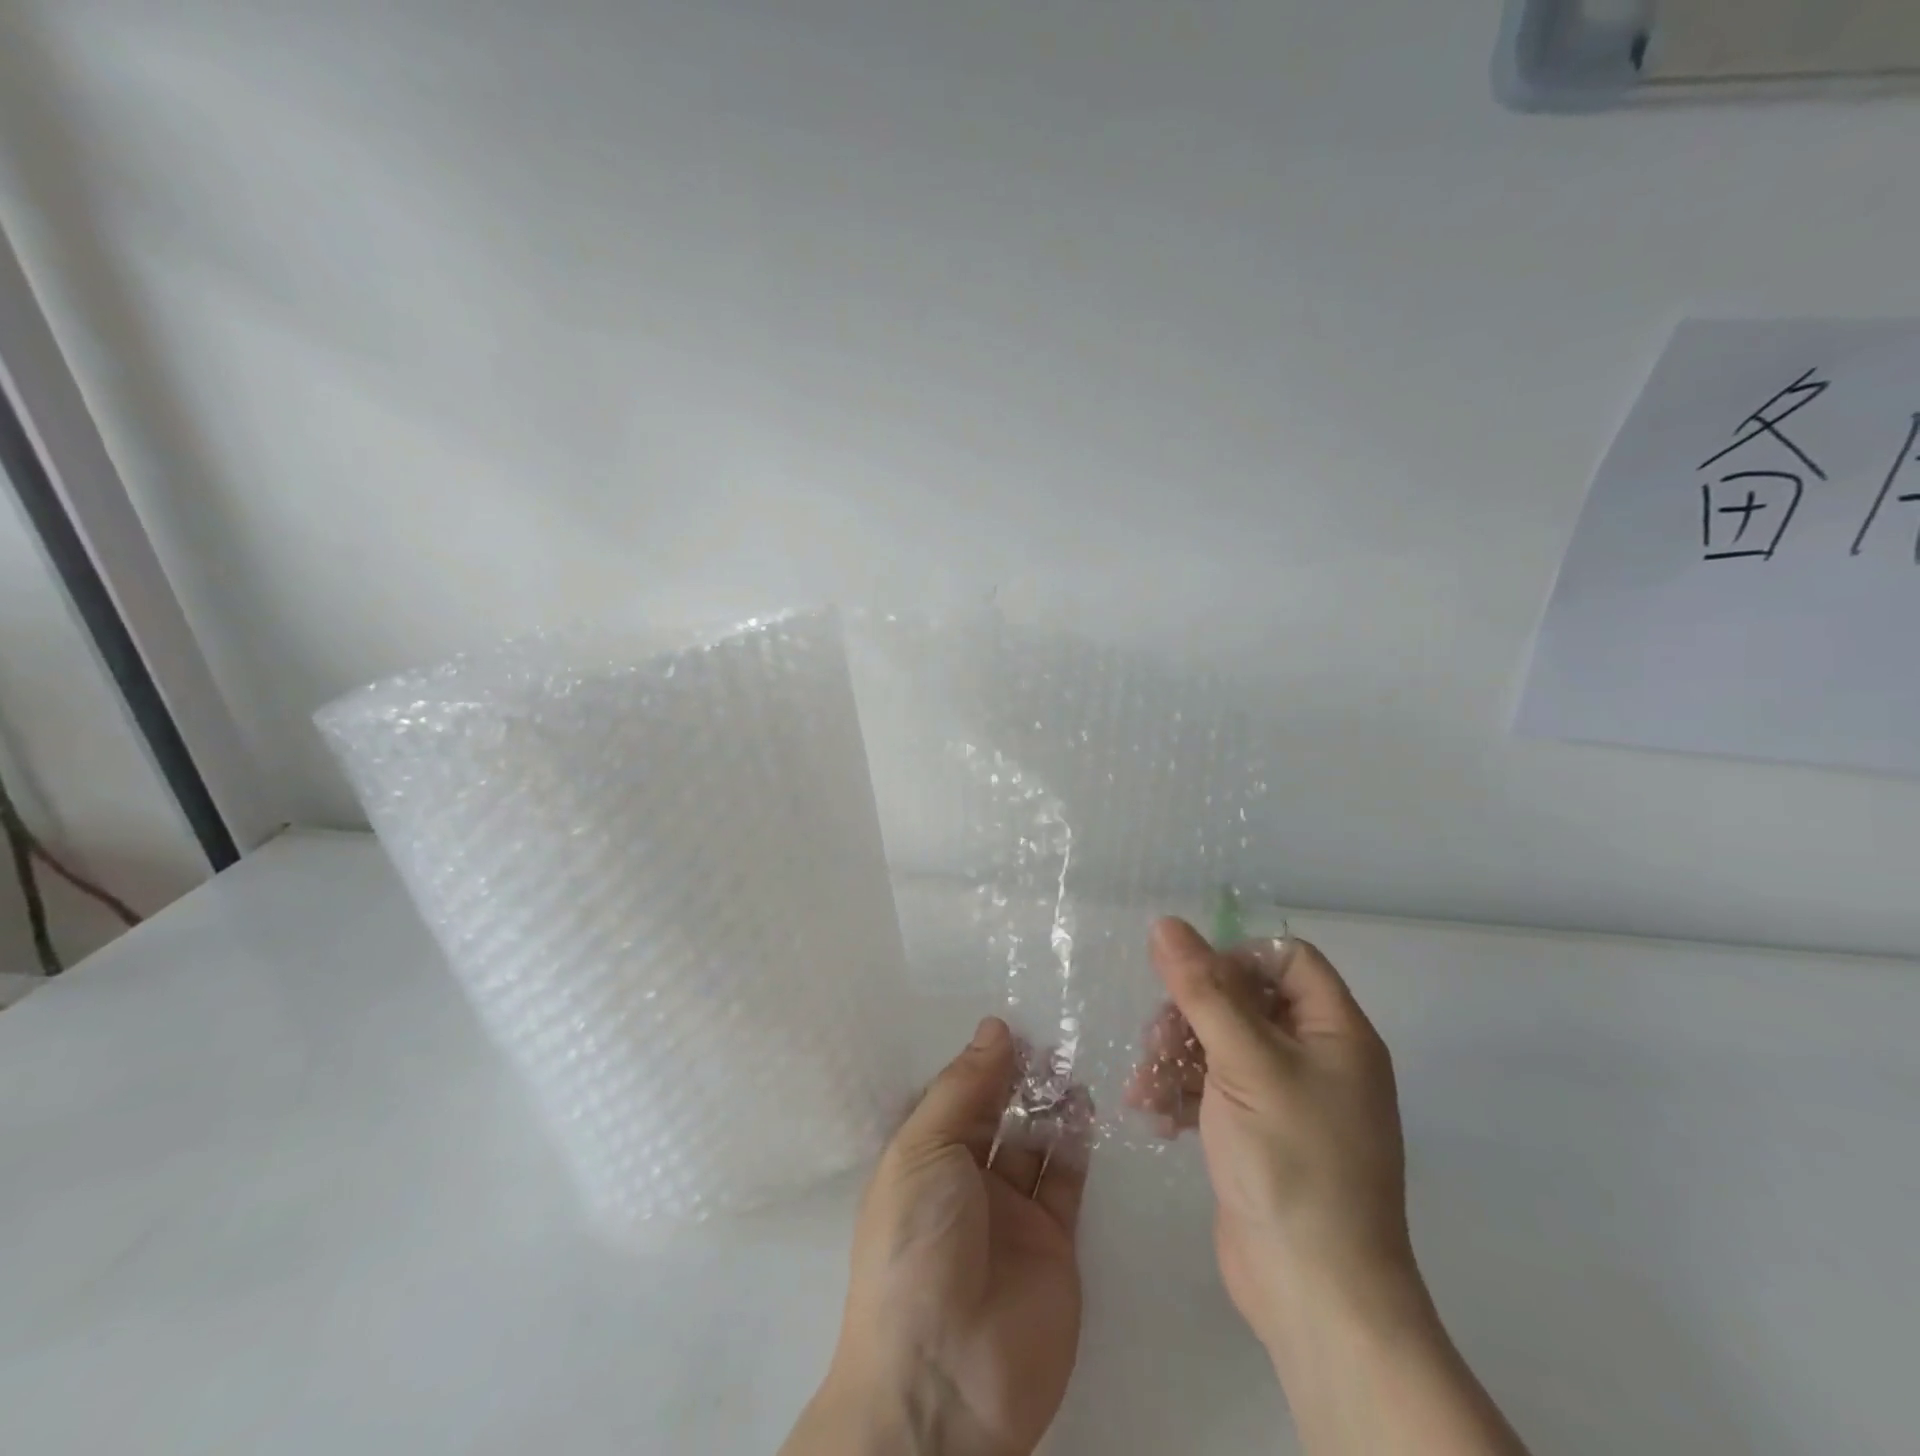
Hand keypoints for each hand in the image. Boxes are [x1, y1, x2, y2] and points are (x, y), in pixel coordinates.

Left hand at [784, 1017, 1090, 1455]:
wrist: (944, 1379)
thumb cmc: (916, 1246)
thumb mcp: (924, 1152)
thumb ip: (963, 1088)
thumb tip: (993, 1028)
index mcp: (926, 1159)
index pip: (958, 1098)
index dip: (983, 1063)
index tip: (1014, 1025)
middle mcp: (967, 1180)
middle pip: (999, 1116)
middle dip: (1020, 1079)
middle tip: (1051, 1038)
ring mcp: (1012, 1212)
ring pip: (1035, 1141)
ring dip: (1051, 1104)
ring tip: (1071, 1063)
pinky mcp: (1055, 1242)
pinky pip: (1066, 1179)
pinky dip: (1076, 1142)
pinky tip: (1085, 1106)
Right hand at [1125, 920, 1419, 1355]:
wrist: (1315, 1295)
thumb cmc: (1292, 1162)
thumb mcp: (1244, 1062)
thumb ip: (1202, 989)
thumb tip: (1166, 923)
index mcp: (1335, 1031)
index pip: (1286, 958)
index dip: (1236, 957)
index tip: (1190, 980)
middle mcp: (1316, 1057)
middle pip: (1244, 998)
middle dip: (1192, 1013)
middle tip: (1157, 1040)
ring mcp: (1285, 1097)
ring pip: (1220, 1042)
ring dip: (1176, 1055)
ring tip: (1147, 1086)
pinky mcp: (1258, 1132)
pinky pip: (1213, 1086)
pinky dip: (1181, 1092)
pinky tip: (1154, 1114)